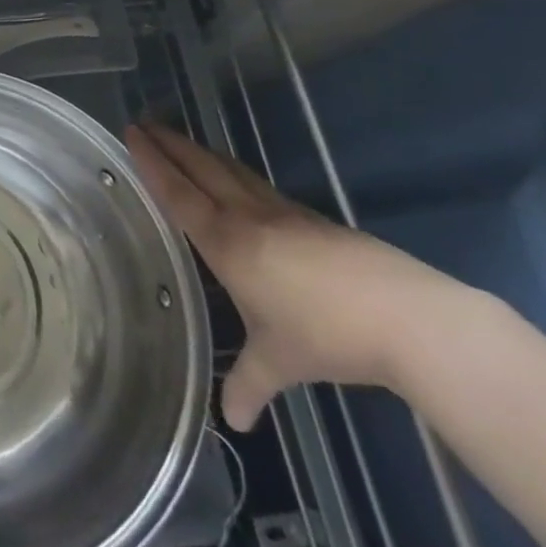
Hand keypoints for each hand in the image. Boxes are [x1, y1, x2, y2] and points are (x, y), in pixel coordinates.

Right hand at [126, 123, 475, 431]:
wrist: (412, 320)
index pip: (178, 193)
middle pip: (203, 168)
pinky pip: (261, 186)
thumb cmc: (327, 336)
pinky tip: (240, 183)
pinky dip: (236, 174)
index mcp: (226, 243)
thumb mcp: (279, 363)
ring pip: (233, 172)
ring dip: (203, 153)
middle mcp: (249, 217)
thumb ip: (248, 385)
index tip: (133, 133)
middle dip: (171, 144)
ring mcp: (286, 214)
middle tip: (145, 123)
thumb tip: (232, 423)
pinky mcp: (316, 221)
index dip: (152, 163)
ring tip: (183, 143)